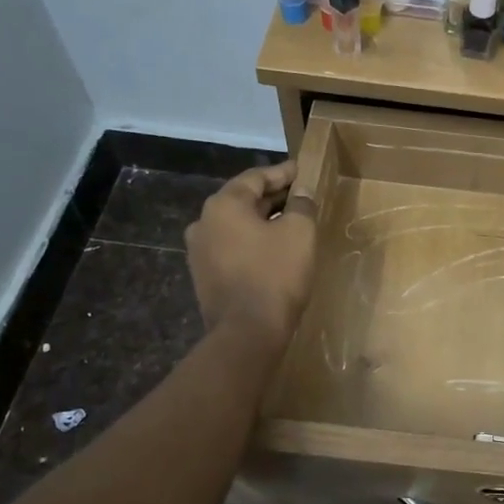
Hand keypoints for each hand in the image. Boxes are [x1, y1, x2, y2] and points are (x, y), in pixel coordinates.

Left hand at [185, 162, 317, 342]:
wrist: (247, 332)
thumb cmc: (275, 274)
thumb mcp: (300, 232)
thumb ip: (302, 205)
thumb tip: (301, 194)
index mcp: (223, 205)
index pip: (256, 177)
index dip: (283, 173)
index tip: (304, 171)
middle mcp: (203, 222)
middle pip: (244, 200)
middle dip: (274, 197)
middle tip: (302, 196)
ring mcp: (199, 251)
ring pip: (237, 225)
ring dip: (264, 220)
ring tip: (292, 222)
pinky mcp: (204, 276)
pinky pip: (233, 248)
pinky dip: (253, 242)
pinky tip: (275, 249)